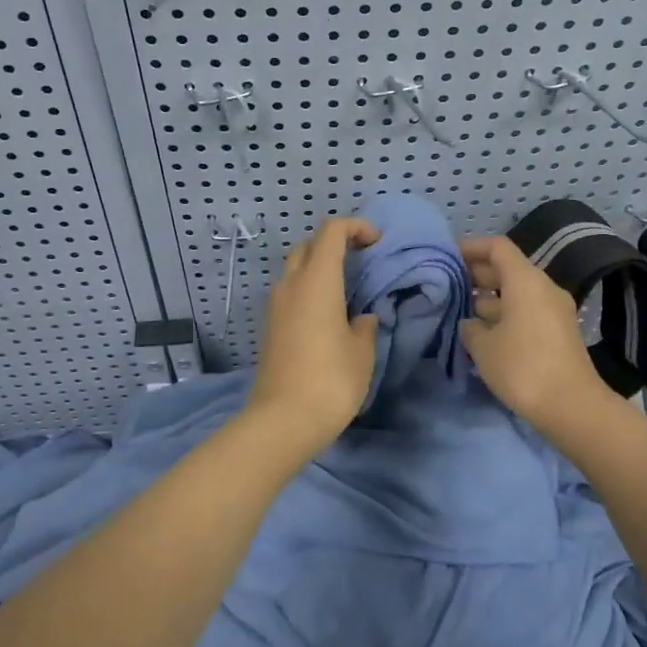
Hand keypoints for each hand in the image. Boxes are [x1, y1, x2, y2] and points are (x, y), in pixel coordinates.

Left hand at [244, 216, 381, 453]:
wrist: (282, 420)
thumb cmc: (330, 379)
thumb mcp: (362, 351)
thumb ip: (365, 325)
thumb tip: (362, 318)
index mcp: (317, 279)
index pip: (331, 231)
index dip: (356, 227)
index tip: (377, 242)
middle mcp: (291, 284)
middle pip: (309, 245)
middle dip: (335, 243)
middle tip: (361, 261)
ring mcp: (275, 305)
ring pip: (296, 268)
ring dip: (319, 267)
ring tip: (347, 289)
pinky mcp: (270, 326)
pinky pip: (290, 292)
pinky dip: (309, 289)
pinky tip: (328, 314)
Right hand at [460, 235, 614, 433]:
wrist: (573, 407)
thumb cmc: (523, 367)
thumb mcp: (483, 346)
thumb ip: (470, 327)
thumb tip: (471, 323)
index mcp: (526, 281)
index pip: (497, 248)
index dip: (471, 246)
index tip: (448, 255)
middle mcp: (543, 288)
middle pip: (508, 269)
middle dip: (477, 274)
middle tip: (448, 285)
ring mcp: (554, 311)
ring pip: (517, 293)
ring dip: (490, 299)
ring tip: (461, 313)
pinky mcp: (558, 334)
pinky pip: (526, 312)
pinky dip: (504, 315)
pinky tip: (484, 335)